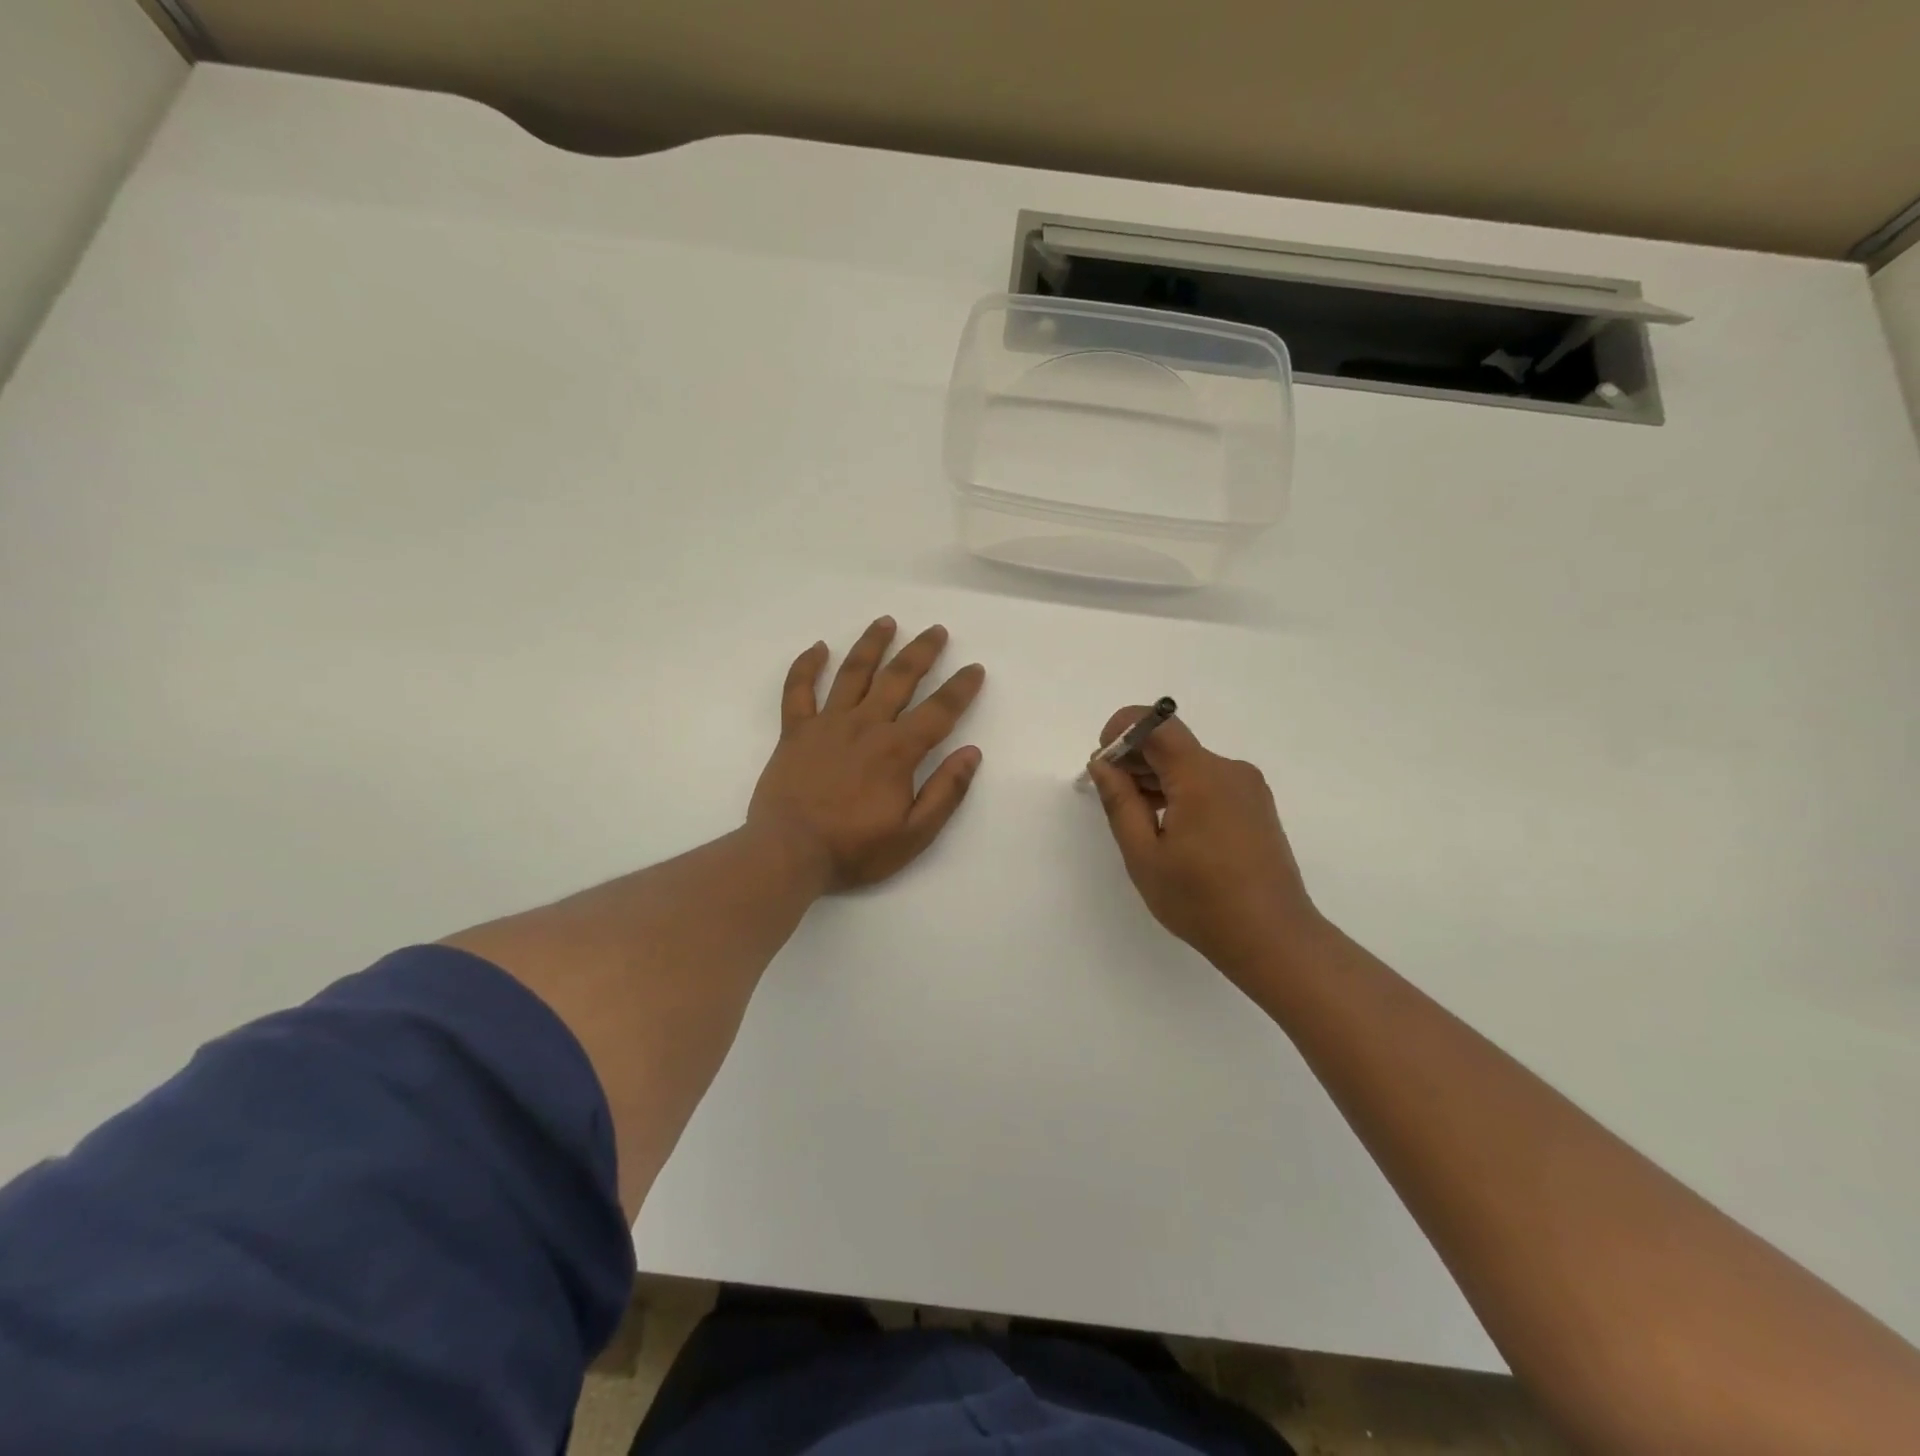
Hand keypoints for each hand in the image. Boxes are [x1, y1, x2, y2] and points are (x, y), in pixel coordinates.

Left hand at [749, 617, 986, 892]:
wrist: (788, 854)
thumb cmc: (854, 849)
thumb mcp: (914, 834)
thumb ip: (945, 792)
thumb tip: (971, 752)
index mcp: (897, 750)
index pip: (939, 711)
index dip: (961, 688)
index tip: (974, 669)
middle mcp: (865, 725)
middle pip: (899, 678)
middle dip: (921, 652)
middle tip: (936, 630)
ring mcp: (826, 724)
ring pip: (853, 673)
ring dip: (872, 645)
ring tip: (886, 622)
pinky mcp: (795, 732)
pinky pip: (798, 690)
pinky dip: (807, 666)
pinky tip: (818, 647)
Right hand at [1087, 708, 1321, 982]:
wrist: (1273, 939)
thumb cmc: (1200, 900)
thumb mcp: (1144, 855)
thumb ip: (1120, 802)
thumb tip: (1103, 763)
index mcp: (1201, 776)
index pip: (1156, 723)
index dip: (1123, 731)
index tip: (1104, 763)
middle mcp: (1229, 770)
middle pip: (1172, 743)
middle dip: (1135, 759)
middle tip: (1109, 796)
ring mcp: (1247, 788)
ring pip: (1189, 764)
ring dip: (1156, 778)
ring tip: (1135, 818)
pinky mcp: (1255, 806)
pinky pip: (1208, 783)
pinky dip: (1180, 791)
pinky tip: (1166, 827)